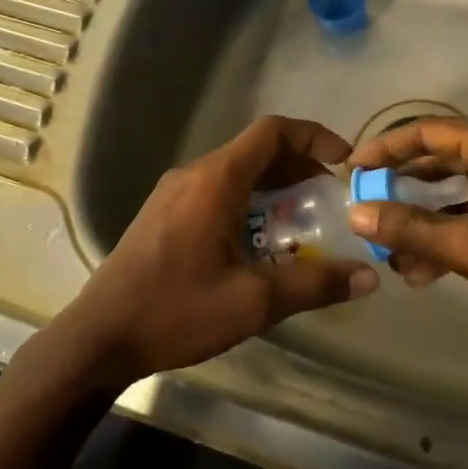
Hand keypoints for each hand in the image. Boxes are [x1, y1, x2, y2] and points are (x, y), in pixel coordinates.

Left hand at [48, 116, 377, 390]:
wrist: (99, 337)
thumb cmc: (177, 310)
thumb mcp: (254, 301)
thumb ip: (314, 284)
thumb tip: (368, 277)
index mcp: (216, 180)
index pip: (273, 131)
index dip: (314, 137)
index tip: (344, 162)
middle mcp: (194, 175)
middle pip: (257, 152)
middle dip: (299, 169)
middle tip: (329, 201)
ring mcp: (174, 193)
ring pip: (237, 174)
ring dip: (274, 190)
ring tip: (302, 224)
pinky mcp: (163, 214)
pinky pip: (217, 193)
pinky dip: (249, 203)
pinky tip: (259, 245)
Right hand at [345, 117, 467, 352]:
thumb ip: (412, 228)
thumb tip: (356, 212)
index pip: (426, 132)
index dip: (384, 148)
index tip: (351, 170)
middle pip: (438, 163)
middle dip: (402, 191)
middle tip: (366, 211)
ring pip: (455, 196)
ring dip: (423, 223)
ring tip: (392, 254)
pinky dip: (448, 239)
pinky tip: (425, 272)